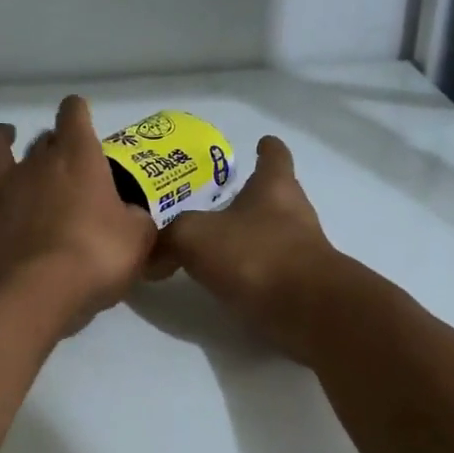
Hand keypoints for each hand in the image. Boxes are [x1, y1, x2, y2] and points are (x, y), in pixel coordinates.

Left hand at [0, 96, 157, 336]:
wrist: (32, 293)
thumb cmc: (95, 258)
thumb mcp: (138, 240)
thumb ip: (136, 222)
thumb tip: (131, 218)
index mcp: (78, 159)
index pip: (74, 114)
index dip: (77, 112)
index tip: (81, 117)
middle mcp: (35, 165)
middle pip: (40, 137)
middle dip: (52, 142)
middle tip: (62, 160)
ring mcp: (0, 190)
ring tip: (4, 141)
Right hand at [151, 136, 337, 360]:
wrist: (306, 310)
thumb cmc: (254, 254)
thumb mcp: (193, 237)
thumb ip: (167, 241)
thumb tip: (147, 257)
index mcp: (274, 187)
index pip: (274, 157)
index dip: (267, 149)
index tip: (262, 142)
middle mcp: (294, 213)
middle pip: (275, 196)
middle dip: (252, 198)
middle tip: (221, 201)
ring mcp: (302, 252)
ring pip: (273, 235)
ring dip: (250, 238)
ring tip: (217, 244)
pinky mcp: (301, 287)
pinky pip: (270, 272)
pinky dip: (251, 274)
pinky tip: (227, 282)